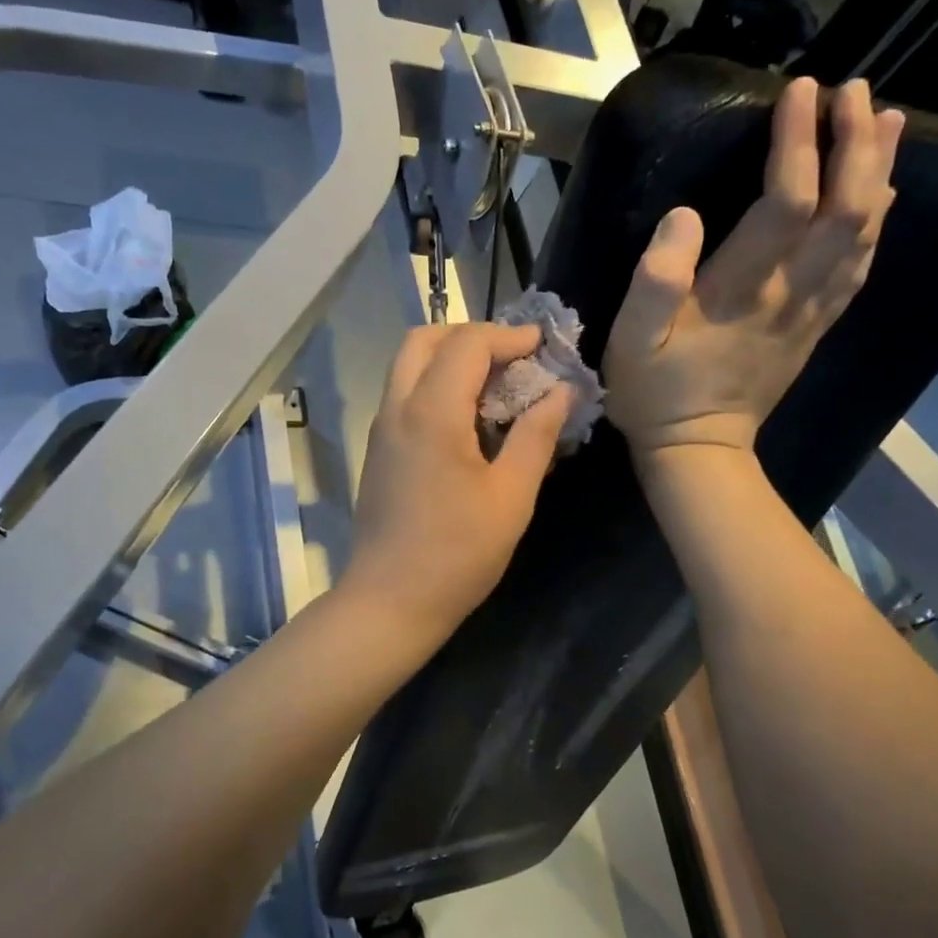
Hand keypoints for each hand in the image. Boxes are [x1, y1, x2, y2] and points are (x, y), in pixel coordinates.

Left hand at [342, 323, 572, 636]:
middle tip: (511, 359)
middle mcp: (397, 408)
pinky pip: (404, 395)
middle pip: (424, 340)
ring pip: (408, 366)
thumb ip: (536, 435)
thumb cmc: (457, 553)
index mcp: (431, 412)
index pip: (467, 344)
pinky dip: (434, 385)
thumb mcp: (511, 496)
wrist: (389, 601)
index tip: (542, 346)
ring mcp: (381, 430)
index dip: (508, 336)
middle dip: (470, 336)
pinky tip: (468, 419)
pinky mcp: (378, 451)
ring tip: (495, 387)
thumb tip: (559, 392)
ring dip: (449, 359)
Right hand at [605, 77, 904, 459]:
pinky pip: (861, 264)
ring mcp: (812, 310)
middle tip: (852, 92)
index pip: (786, 202)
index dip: (797, 143)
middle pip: (846, 208)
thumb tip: (684, 216)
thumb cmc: (655, 394)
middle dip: (854, 143)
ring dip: (879, 171)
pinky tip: (883, 191)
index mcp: (742, 291)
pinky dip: (878, 219)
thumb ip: (654, 281)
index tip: (797, 92)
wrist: (698, 450)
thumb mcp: (630, 343)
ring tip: (884, 120)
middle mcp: (791, 293)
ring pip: (865, 232)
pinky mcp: (817, 324)